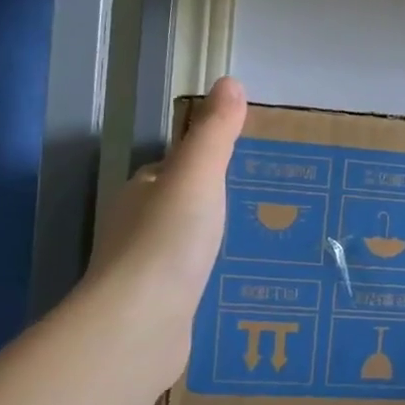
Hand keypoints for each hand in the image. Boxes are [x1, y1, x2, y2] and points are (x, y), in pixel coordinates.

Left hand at [86, 77, 246, 371]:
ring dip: (214, 246)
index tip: (246, 167)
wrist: (141, 323)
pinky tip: (241, 287)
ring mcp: (145, 272)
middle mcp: (137, 228)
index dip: (204, 165)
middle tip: (267, 209)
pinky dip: (211, 281)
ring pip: (186, 249)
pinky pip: (191, 285)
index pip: (173, 169)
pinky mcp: (158, 310)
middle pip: (180, 209)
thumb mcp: (199, 176)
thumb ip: (215, 133)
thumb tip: (228, 81)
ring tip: (263, 246)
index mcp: (143, 191)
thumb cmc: (169, 240)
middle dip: (214, 208)